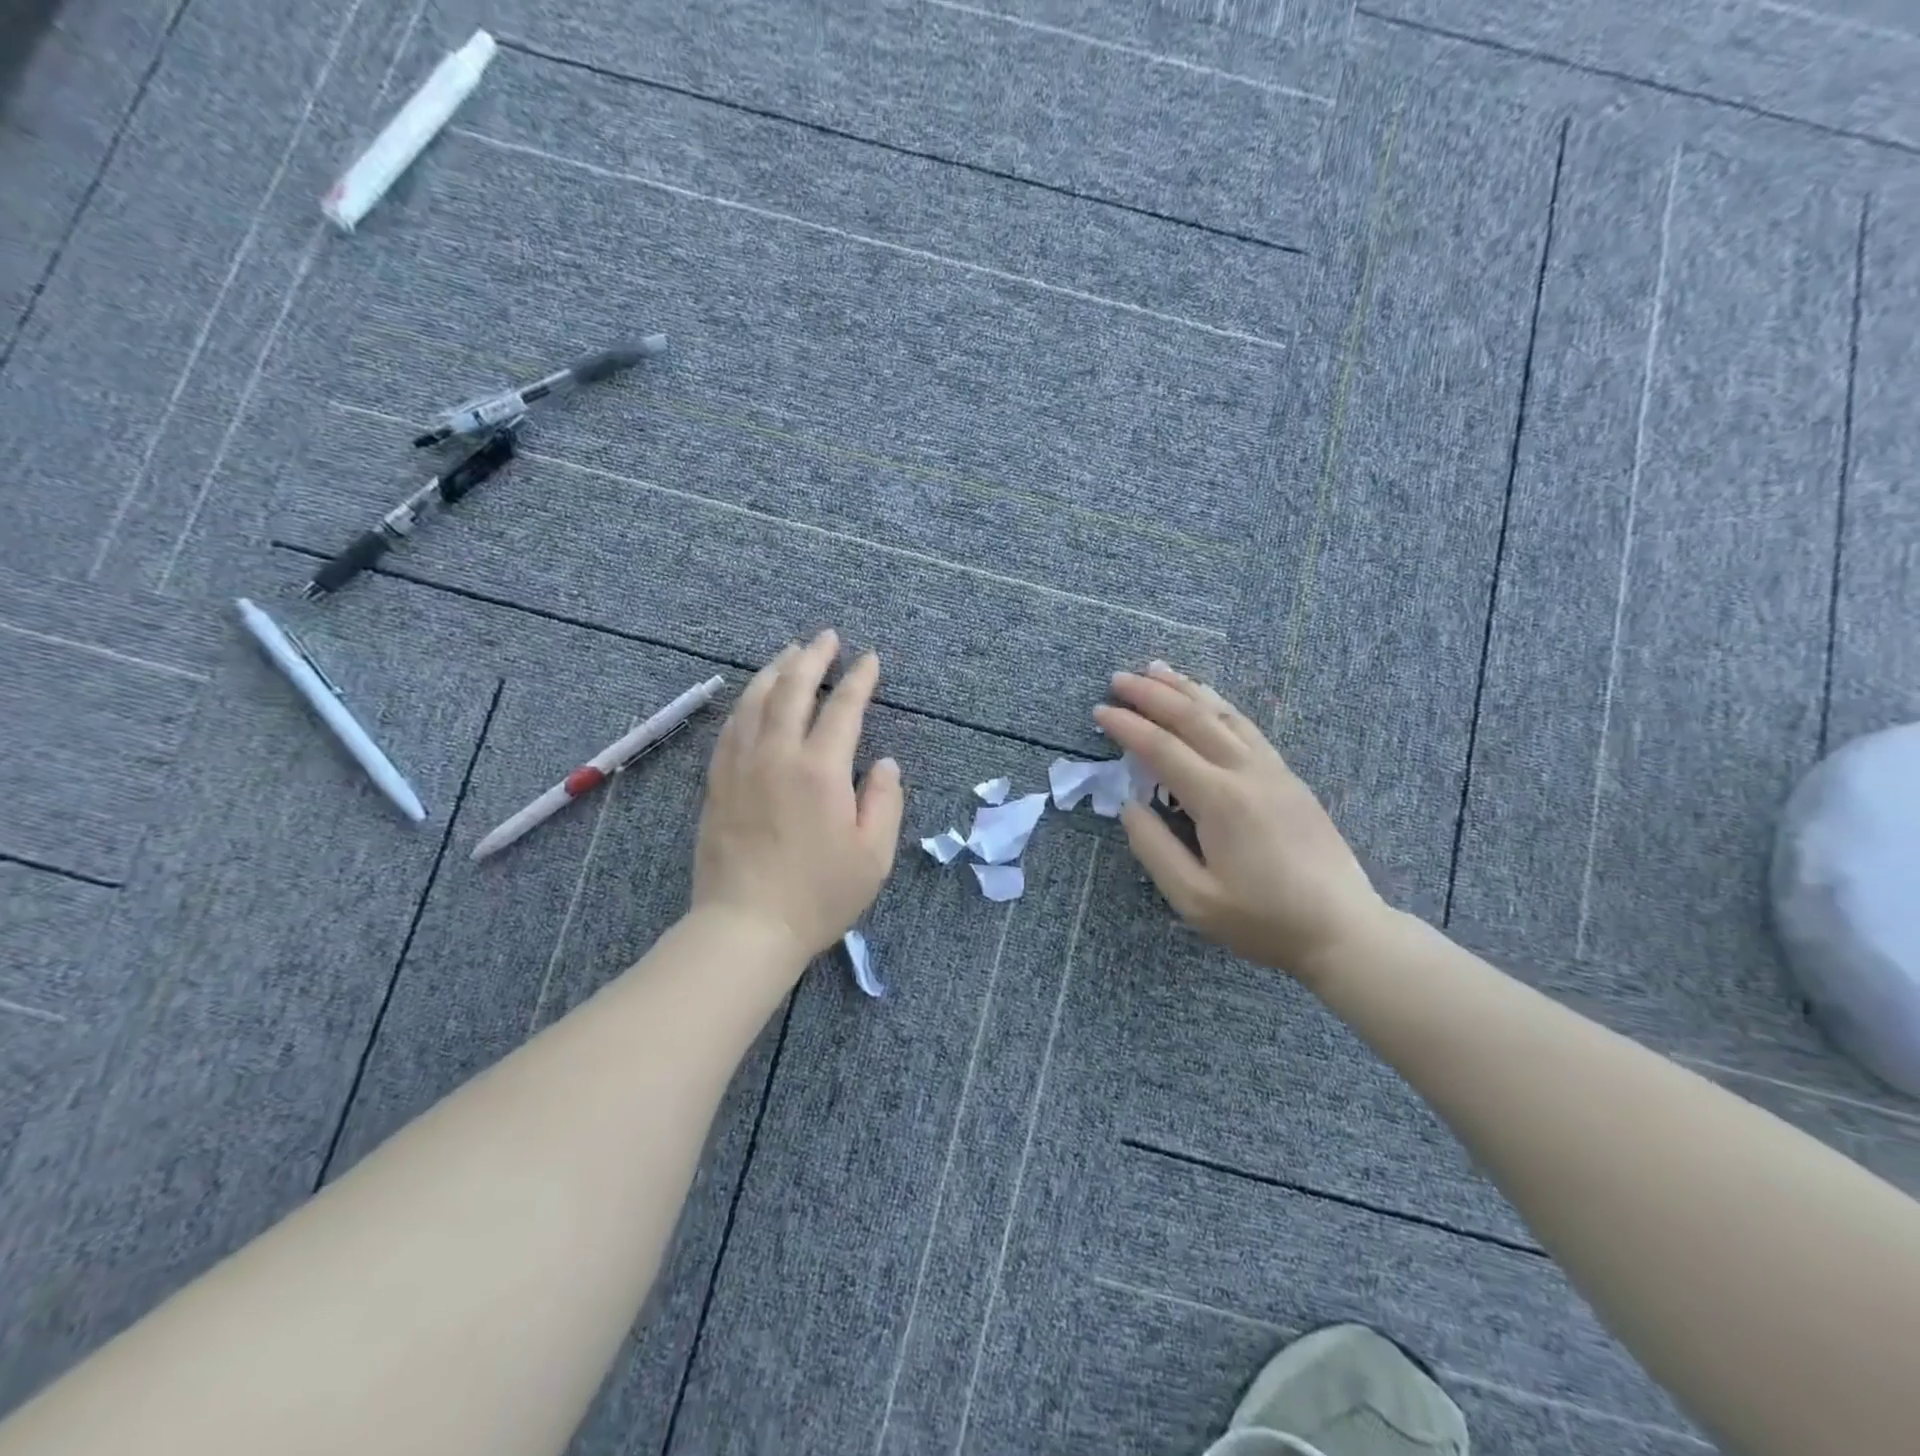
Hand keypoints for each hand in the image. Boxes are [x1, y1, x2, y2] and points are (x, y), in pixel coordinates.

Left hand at [691, 629, 903, 968]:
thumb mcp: (873, 855)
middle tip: (827, 638)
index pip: (843, 708)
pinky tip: (753, 697)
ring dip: (775, 671)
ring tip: (790, 653)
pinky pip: (730, 727)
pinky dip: (746, 702)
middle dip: (812, 658)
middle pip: (792, 689)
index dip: (859, 679)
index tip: (870, 659)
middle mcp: (777, 756)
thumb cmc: (818, 895)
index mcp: (820, 770)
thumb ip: (884, 801)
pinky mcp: (717, 783)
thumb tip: (884, 763)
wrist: (746, 926)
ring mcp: (740, 766)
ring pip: (754, 701)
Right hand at [1094, 662, 1388, 981]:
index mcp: (1219, 800)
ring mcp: (1273, 770)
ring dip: (1186, 689)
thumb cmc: (1263, 921)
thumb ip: (1154, 848)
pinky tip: (1208, 699)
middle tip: (1118, 677)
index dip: (1127, 727)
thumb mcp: (1194, 899)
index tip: (1098, 711)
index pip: (1162, 748)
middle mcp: (1246, 772)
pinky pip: (1247, 727)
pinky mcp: (1289, 778)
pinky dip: (1219, 705)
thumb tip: (1129, 806)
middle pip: (1193, 717)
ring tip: (1157, 669)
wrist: (1343, 930)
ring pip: (1223, 714)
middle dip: (1151, 694)